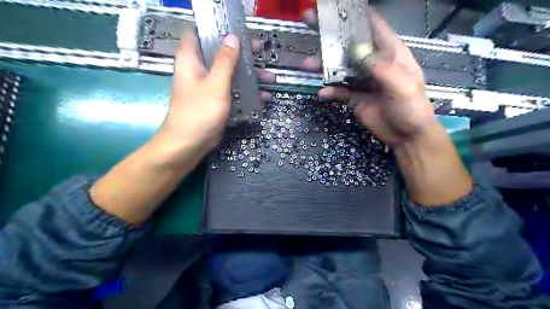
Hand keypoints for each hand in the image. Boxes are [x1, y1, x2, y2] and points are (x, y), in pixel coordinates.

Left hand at [159, 28, 274, 156]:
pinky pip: (232, 91)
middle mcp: (198, 70)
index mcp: (191, 60)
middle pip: (220, 54)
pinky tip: (262, 97)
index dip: (218, 29)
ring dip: (249, 75)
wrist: (188, 144)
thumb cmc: (199, 112)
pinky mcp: (215, 101)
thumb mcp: (215, 85)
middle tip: (261, 52)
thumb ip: (225, 61)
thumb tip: (232, 37)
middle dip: (242, 53)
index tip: (239, 31)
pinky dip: (245, 92)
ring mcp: (207, 87)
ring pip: (229, 74)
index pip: (200, 33)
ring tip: (270, 78)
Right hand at [300, 7, 439, 145]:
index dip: (353, 14)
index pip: (371, 25)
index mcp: (389, 52)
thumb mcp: (400, 84)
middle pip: (349, 44)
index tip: (333, 7)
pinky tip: (322, 94)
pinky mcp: (354, 97)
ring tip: (307, 65)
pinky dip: (329, 92)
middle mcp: (373, 63)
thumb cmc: (411, 107)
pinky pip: (339, 91)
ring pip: (339, 68)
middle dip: (330, 34)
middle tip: (309, 21)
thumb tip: (356, 49)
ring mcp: (362, 80)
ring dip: (323, 66)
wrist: (407, 136)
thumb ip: (379, 67)